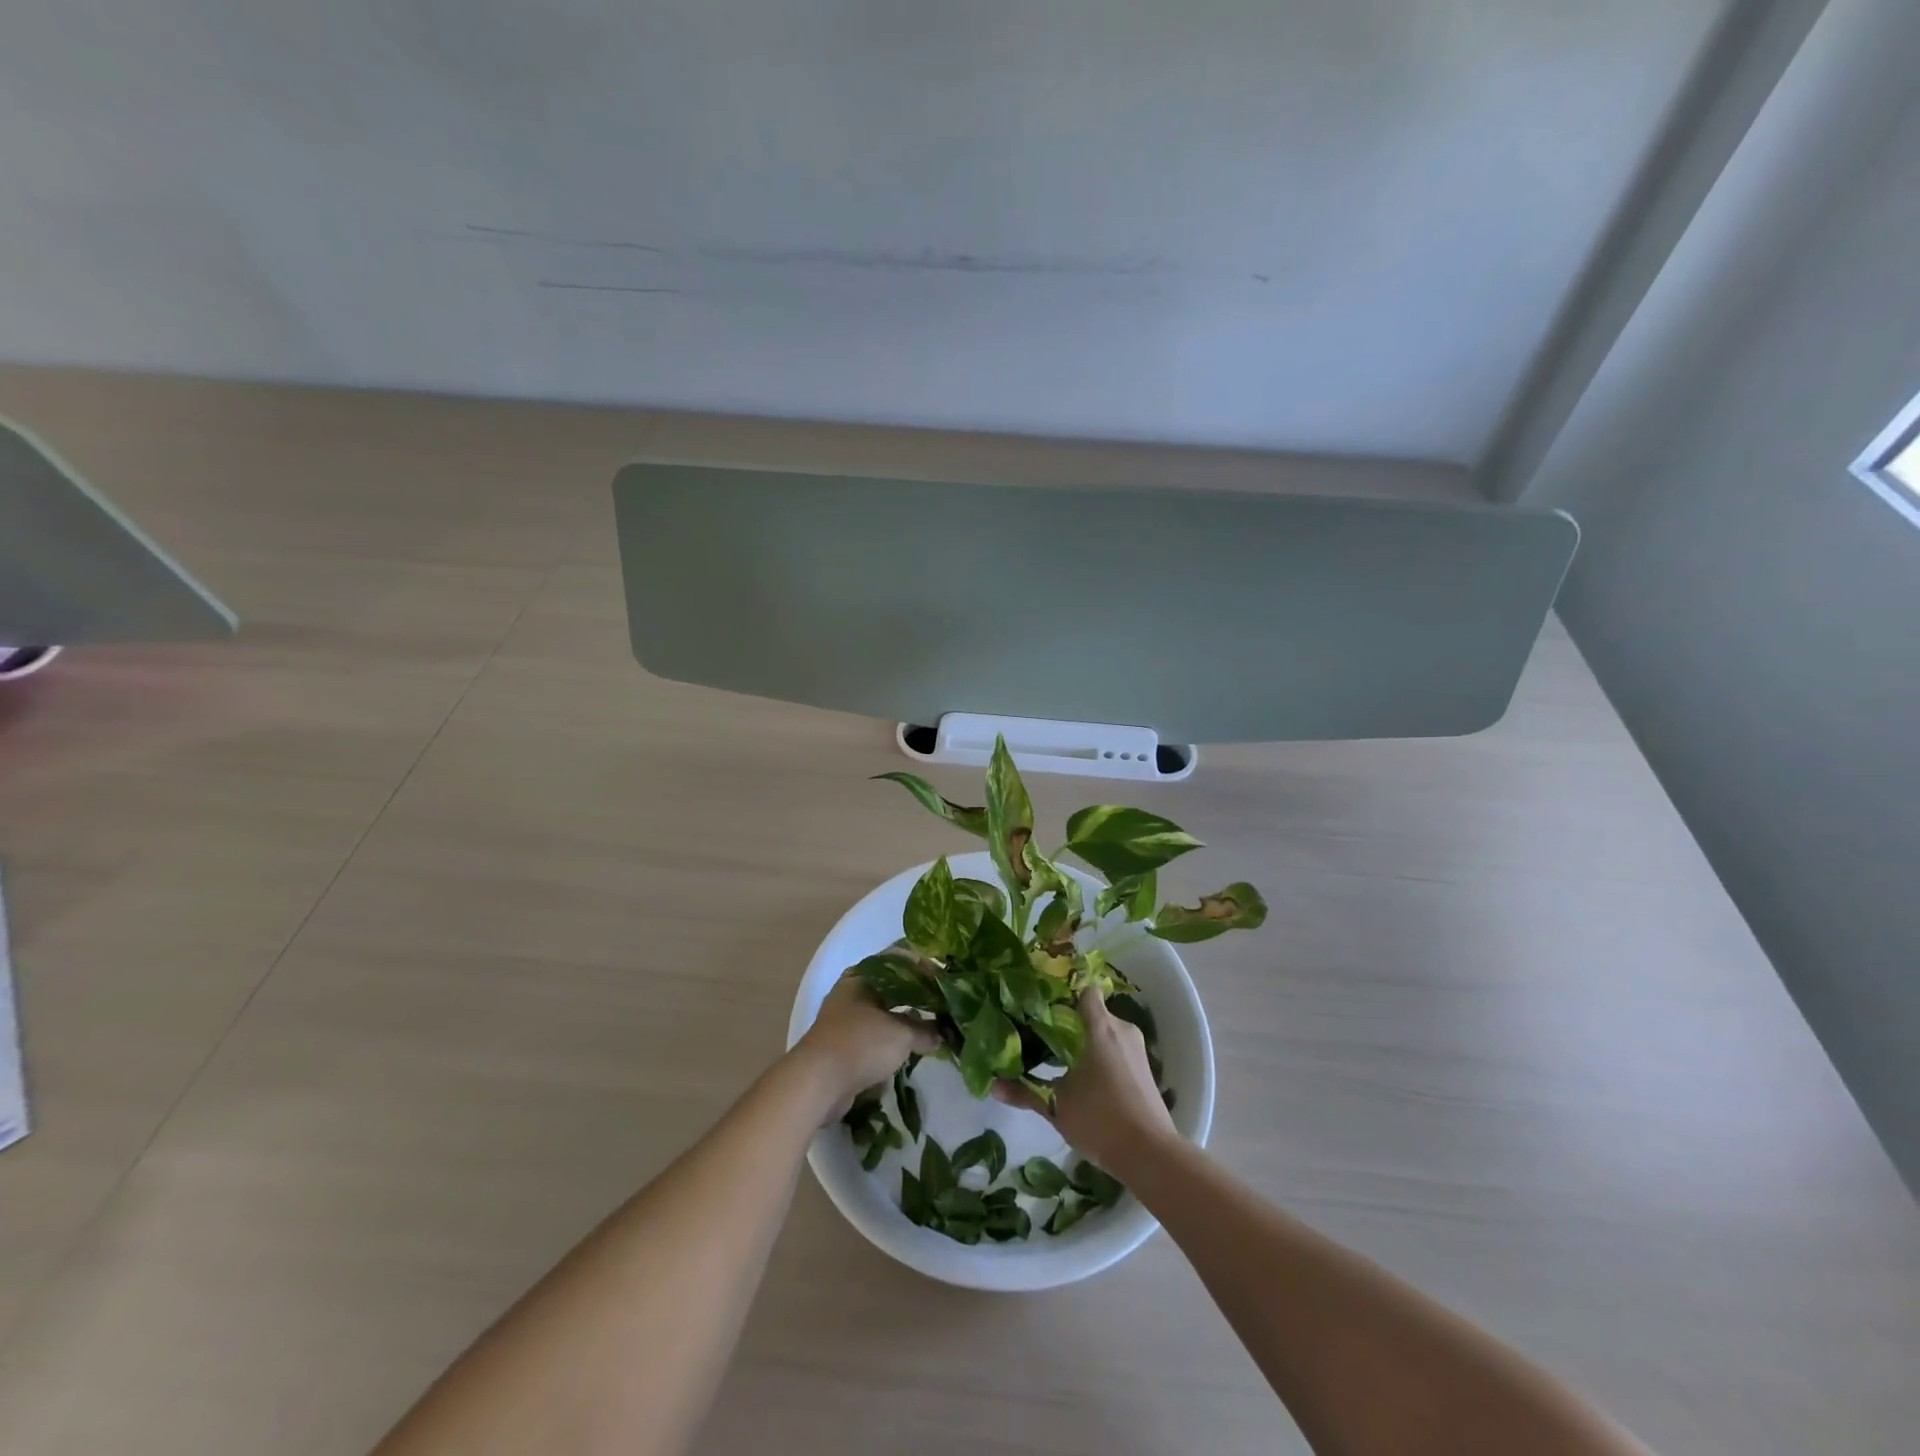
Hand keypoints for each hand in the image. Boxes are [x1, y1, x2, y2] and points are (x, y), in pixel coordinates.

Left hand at [790, 974, 937, 1120]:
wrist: (818, 1083)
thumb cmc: (861, 1044)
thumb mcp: (901, 1034)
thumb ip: (925, 1030)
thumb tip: (943, 1033)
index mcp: (861, 977)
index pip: (897, 963)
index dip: (922, 969)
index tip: (944, 979)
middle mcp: (850, 994)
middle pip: (890, 991)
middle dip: (915, 999)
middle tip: (941, 1005)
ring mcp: (844, 1022)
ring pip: (882, 1016)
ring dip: (903, 1024)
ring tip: (931, 1030)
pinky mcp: (842, 1049)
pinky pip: (874, 1040)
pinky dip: (891, 1045)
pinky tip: (910, 1051)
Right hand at [992, 988, 1177, 1173]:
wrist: (1150, 1154)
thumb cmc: (1100, 1119)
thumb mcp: (1057, 1106)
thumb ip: (1025, 1093)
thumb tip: (993, 1087)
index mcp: (1100, 1027)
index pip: (1085, 990)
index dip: (1065, 992)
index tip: (1044, 1003)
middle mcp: (1122, 1030)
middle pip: (1094, 1012)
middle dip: (1072, 1022)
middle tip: (1045, 1034)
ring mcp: (1137, 1050)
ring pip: (1107, 1033)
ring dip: (1088, 1042)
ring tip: (1062, 1057)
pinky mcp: (1145, 1069)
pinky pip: (1118, 1050)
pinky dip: (1102, 1057)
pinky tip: (1087, 1077)